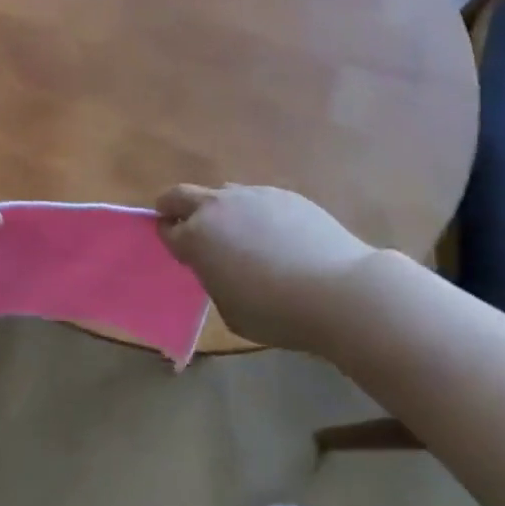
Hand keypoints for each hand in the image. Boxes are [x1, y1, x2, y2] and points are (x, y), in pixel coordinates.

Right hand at [157, 184, 377, 354]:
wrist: (338, 291)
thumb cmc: (276, 312)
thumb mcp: (230, 309)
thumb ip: (214, 279)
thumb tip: (220, 264)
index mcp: (196, 237)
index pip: (167, 229)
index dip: (166, 236)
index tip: (173, 244)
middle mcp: (218, 207)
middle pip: (181, 195)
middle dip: (173, 206)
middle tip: (179, 221)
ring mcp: (252, 195)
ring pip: (222, 193)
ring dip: (219, 209)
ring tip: (239, 234)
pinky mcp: (283, 194)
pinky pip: (257, 199)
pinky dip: (255, 213)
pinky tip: (276, 237)